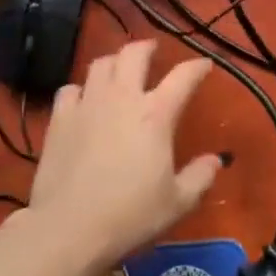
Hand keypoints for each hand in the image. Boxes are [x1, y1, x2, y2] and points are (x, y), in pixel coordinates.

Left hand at [22, 40, 224, 272]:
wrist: (68, 228)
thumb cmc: (129, 216)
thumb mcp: (177, 203)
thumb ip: (200, 178)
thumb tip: (215, 160)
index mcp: (156, 114)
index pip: (182, 77)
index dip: (197, 67)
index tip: (204, 64)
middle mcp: (122, 97)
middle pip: (134, 54)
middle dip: (147, 48)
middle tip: (152, 52)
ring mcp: (88, 104)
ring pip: (100, 64)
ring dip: (114, 62)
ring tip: (119, 70)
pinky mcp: (60, 118)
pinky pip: (70, 89)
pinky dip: (81, 89)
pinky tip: (83, 100)